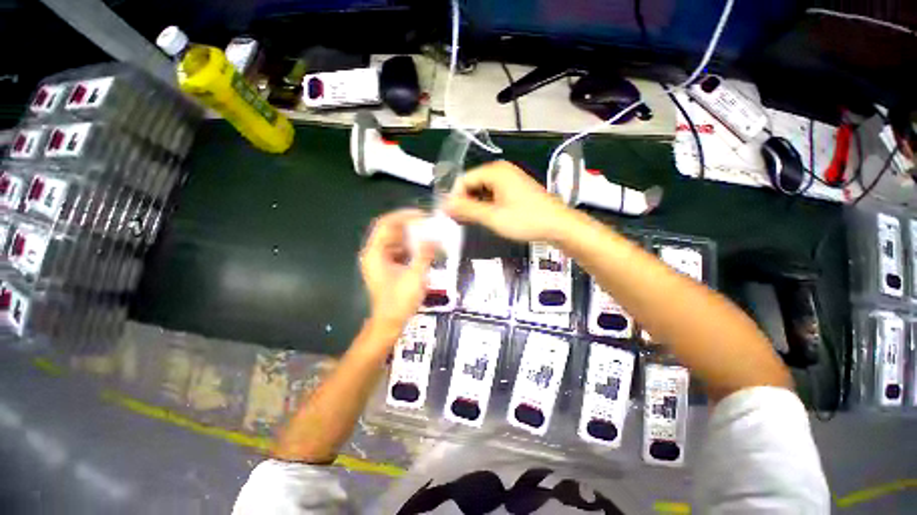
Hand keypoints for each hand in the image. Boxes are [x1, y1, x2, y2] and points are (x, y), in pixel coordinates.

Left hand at [359, 209, 434, 336]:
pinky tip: (424, 249)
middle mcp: (375, 253)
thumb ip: (425, 254)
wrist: (390, 322)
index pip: (386, 224)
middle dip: (410, 226)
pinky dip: (411, 248)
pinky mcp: (387, 268)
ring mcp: (380, 261)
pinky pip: (399, 251)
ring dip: (412, 237)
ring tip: (429, 235)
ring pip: (396, 241)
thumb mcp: (415, 276)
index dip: (403, 216)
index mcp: (375, 253)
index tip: (421, 214)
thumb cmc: (399, 300)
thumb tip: (436, 238)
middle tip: (429, 224)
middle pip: (391, 231)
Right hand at [443, 161, 572, 241]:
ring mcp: (509, 179)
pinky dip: (486, 205)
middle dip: (464, 202)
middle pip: (472, 184)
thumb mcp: (493, 217)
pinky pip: (493, 194)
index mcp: (495, 172)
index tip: (451, 217)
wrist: (559, 225)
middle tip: (460, 222)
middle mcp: (501, 171)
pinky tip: (485, 218)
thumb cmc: (526, 220)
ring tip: (472, 222)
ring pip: (482, 190)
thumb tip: (445, 205)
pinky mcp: (515, 189)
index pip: (463, 180)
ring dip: (474, 205)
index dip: (455, 198)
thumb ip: (467, 210)